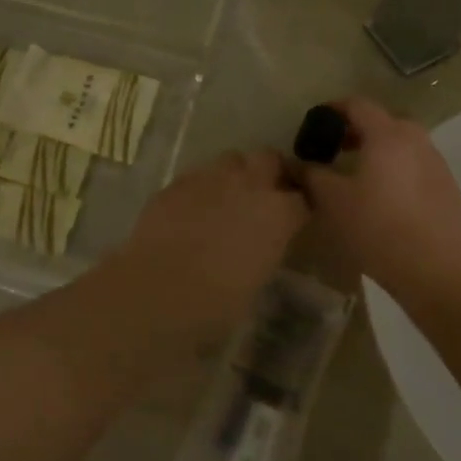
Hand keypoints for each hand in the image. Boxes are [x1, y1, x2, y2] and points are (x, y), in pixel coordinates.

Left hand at [117, 151, 307, 335]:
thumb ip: (265, 250)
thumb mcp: (257, 280)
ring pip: (231, 159)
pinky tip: (192, 209)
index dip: (296, 210)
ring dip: (234, 174)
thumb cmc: (217, 302)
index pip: (300, 200)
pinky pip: (198, 175)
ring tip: (226, 198)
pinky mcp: (177, 182)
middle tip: (262, 196)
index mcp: (278, 213)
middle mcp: (249, 184)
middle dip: (269, 172)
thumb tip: (259, 246)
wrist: (159, 289)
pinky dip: (202, 187)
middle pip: (268, 159)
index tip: (291, 221)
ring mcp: (210, 177)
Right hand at [301, 98, 460, 299]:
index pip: (358, 105)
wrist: (434, 268)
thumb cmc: (376, 226)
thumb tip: (299, 164)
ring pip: (404, 144)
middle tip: (338, 148)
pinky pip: (417, 166)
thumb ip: (312, 174)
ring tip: (360, 174)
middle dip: (359, 129)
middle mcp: (416, 141)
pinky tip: (385, 197)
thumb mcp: (331, 200)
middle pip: (385, 121)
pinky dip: (398, 169)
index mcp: (386, 135)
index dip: (334, 108)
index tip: (317, 121)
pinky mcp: (448, 189)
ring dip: (380, 150)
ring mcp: (437, 164)